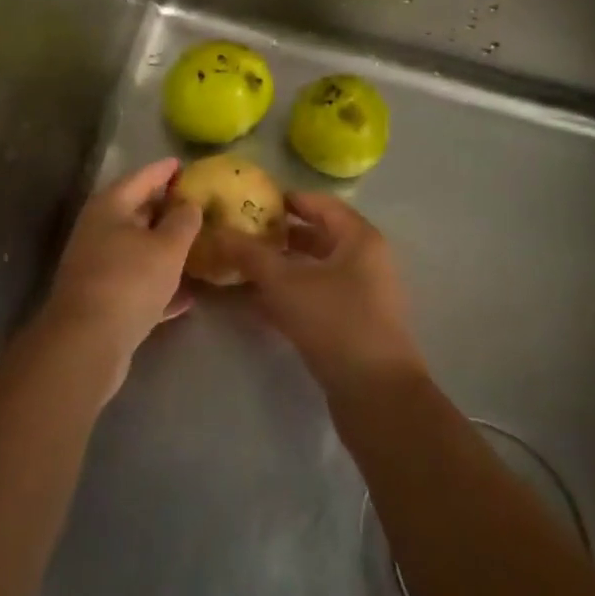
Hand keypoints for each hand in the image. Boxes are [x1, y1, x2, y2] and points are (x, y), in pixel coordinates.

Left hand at [40, 158, 202, 393]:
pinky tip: (186, 296)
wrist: (85, 344)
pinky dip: (158, 284)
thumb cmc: (129, 281)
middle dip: (166, 209)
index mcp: (110, 206)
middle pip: (137, 211)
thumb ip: (184, 221)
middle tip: (196, 206)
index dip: (165, 170)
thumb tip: (189, 204)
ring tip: (196, 246)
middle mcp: (99, 230)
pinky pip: (136, 283)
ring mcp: (97, 266)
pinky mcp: (101, 300)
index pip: (142, 177)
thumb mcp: (168, 246)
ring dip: (163, 248)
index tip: (184, 165)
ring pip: (137, 249)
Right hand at [223, 192, 425, 395]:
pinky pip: (316, 297)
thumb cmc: (335, 322)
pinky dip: (290, 295)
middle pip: (317, 236)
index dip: (285, 200)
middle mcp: (365, 259)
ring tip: (241, 268)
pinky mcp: (353, 325)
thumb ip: (250, 255)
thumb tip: (217, 232)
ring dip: (280, 268)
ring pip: (314, 270)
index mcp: (358, 237)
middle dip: (278, 236)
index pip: (319, 203)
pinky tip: (256, 304)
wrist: (377, 396)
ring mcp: (361, 294)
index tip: (250, 202)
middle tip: (240, 235)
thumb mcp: (285, 284)